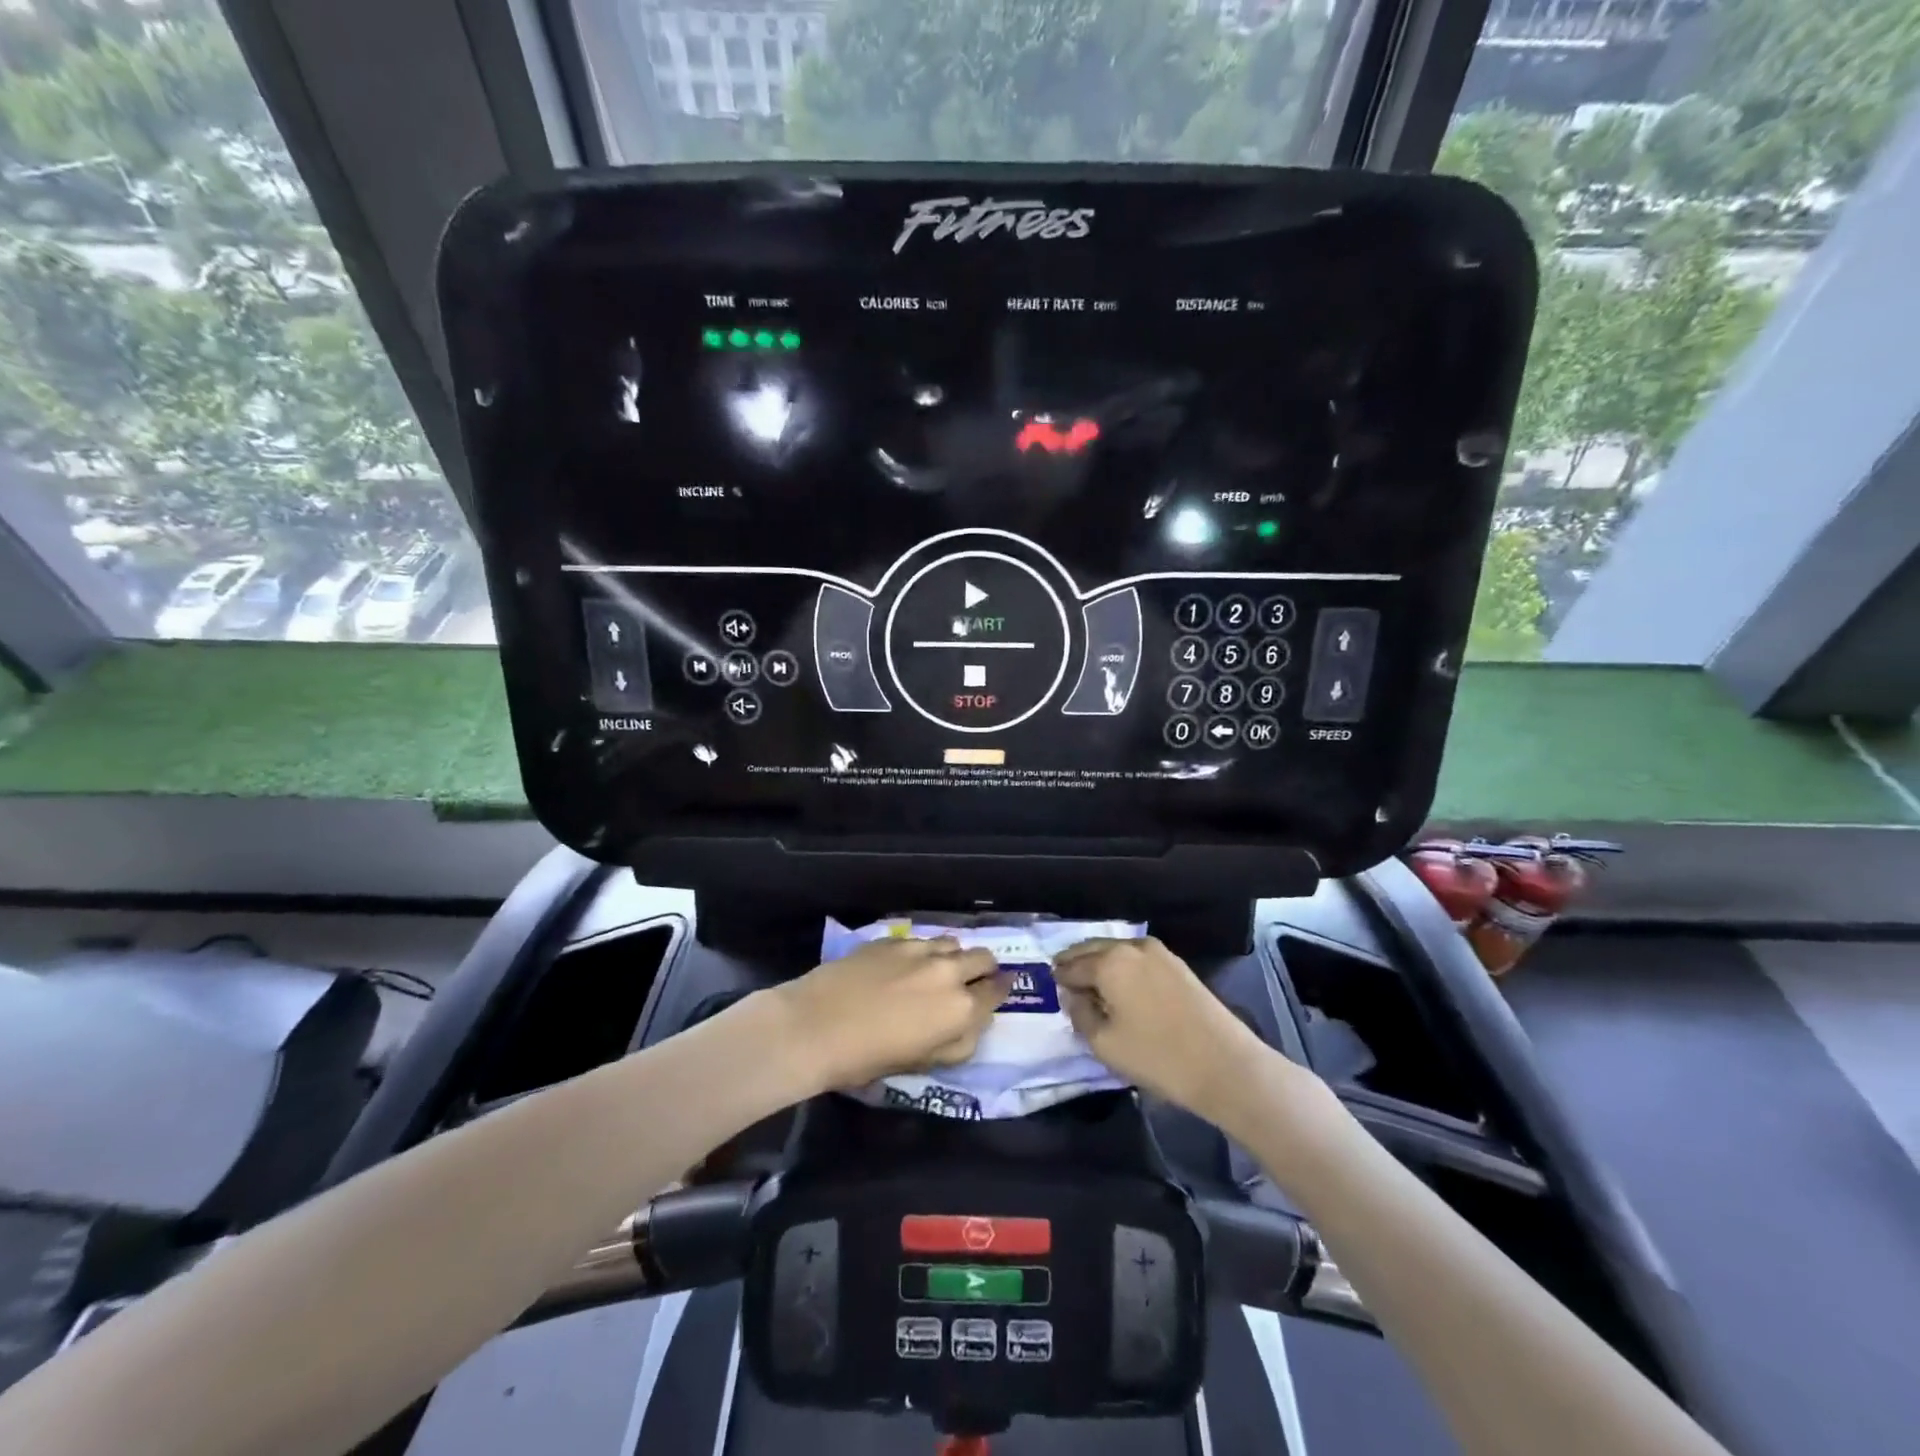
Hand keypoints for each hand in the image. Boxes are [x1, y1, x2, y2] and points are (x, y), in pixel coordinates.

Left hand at [776, 936, 1009, 1093]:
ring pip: (953, 943)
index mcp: (961, 1009)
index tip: (999, 990)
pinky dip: (925, 951)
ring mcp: (920, 950)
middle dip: (984, 969)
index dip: (1000, 991)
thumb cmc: (868, 1059)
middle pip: (983, 958)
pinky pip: (922, 940)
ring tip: (940, 969)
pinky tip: (907, 965)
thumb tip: (973, 1023)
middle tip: (973, 980)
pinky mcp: (893, 940)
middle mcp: (948, 972)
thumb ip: (958, 1043)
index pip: (997, 992)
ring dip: (954, 956)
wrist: (815, 1026)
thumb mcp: (923, 1064)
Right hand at [1052, 936, 1271, 1120]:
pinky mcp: (1177, 965)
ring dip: (1100, 964)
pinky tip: (1121, 988)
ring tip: (1093, 987)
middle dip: (1077, 964)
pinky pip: (1137, 959)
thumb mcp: (1105, 1043)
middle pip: (1092, 950)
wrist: (1225, 1065)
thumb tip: (1073, 996)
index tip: (1051, 989)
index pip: (1071, 965)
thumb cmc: (1157, 1056)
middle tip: (1065, 982)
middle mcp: (1131, 947)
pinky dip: (1122, 968)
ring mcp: (1158, 953)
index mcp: (1108, 961)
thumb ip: (1080, 1014)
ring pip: (1116, 952)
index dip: (1059, 978)